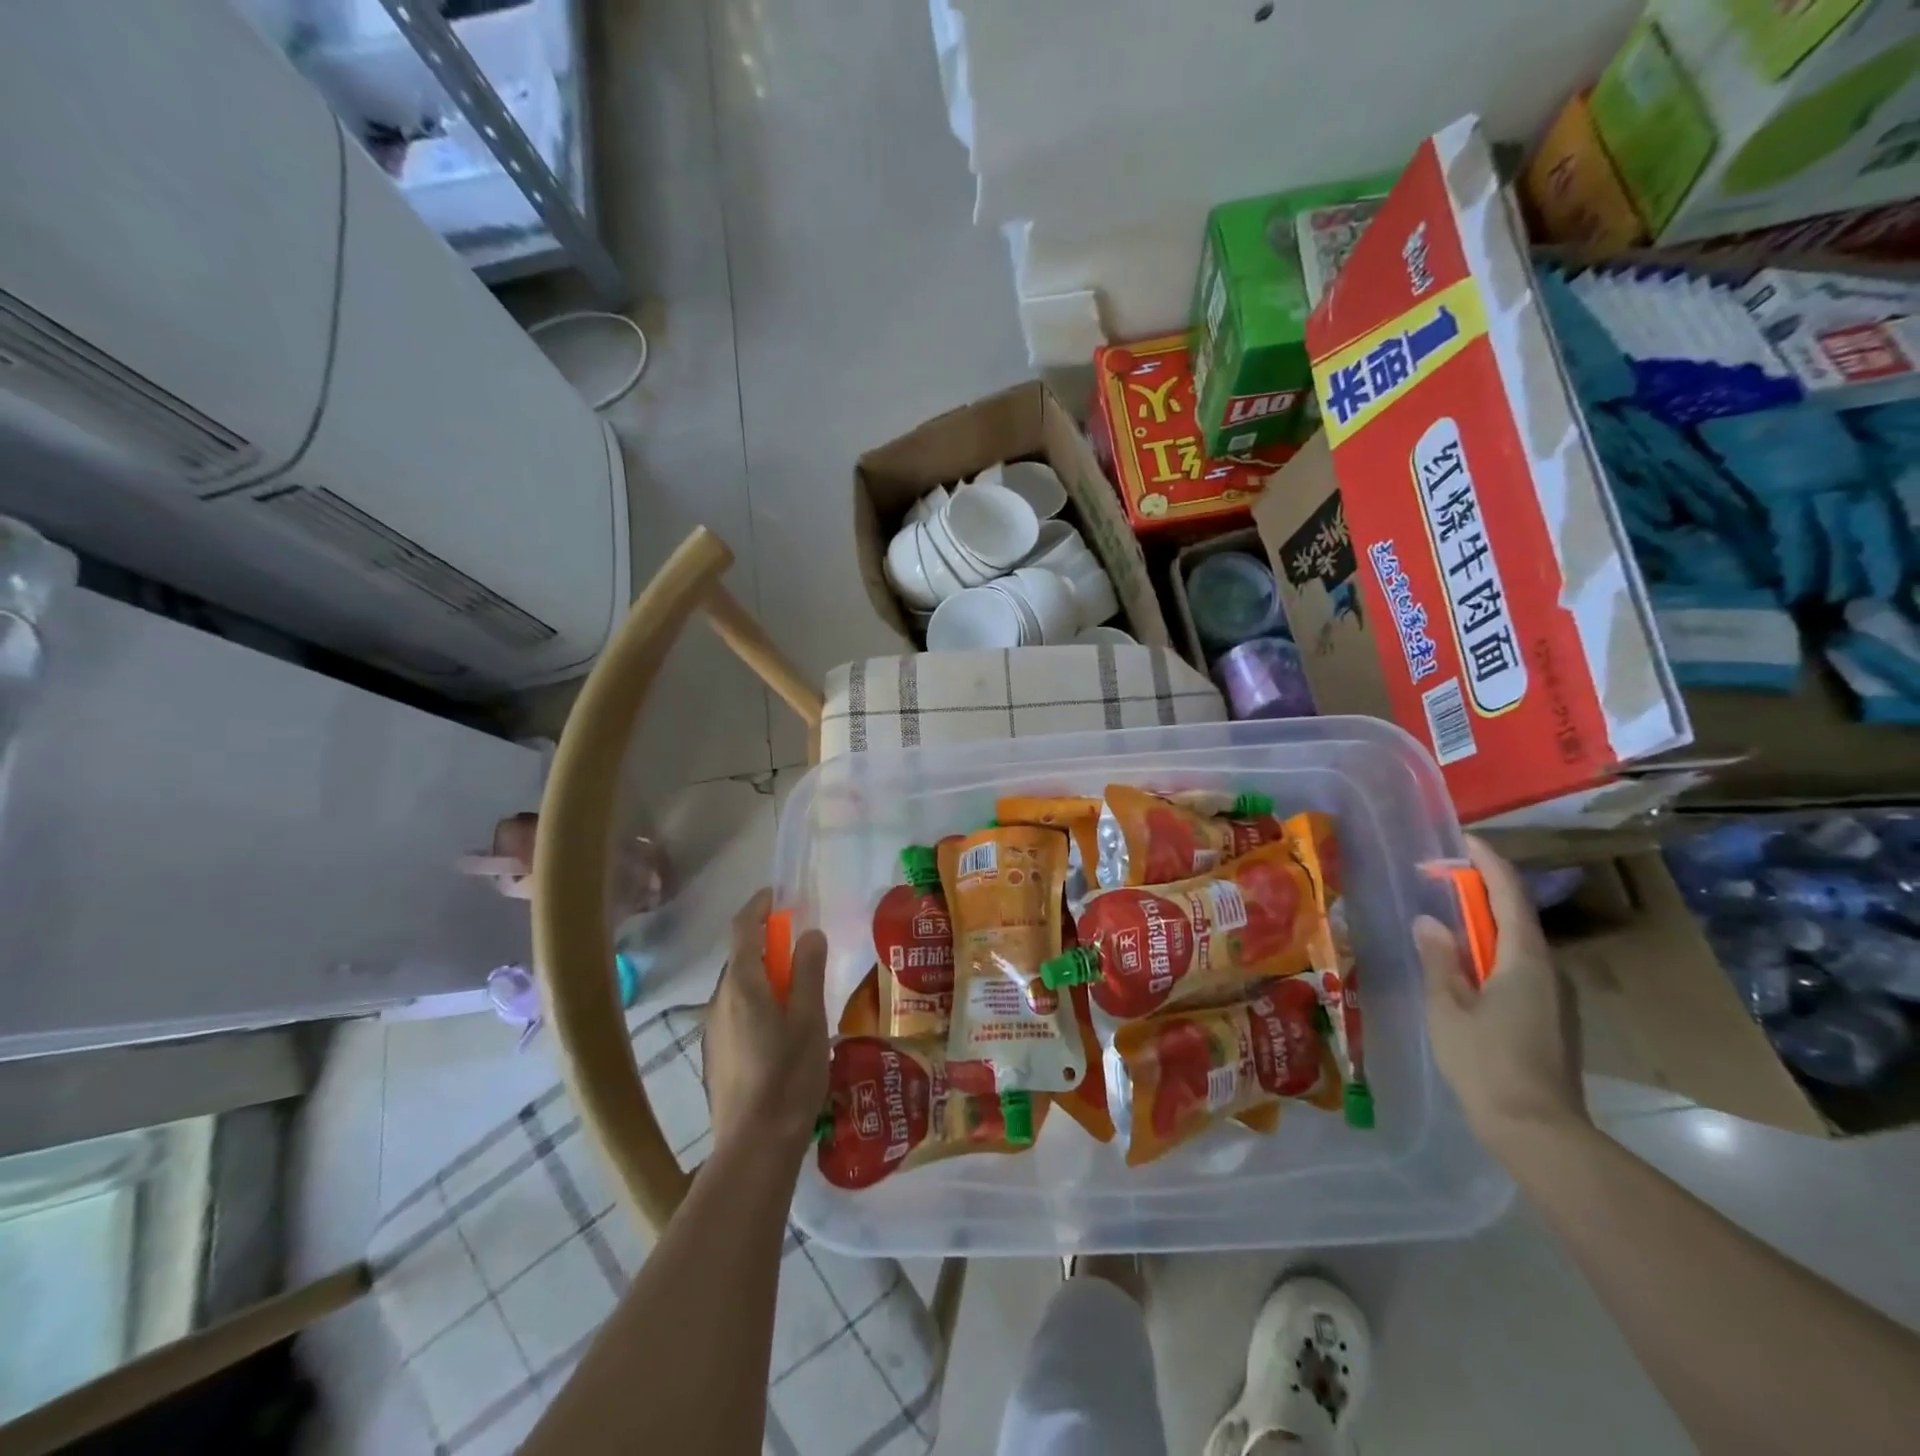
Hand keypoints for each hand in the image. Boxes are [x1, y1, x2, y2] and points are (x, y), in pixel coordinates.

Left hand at [704, 890, 828, 1161]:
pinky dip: (757, 1002)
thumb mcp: (809, 1018)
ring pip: (738, 988)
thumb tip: (808, 934)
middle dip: (768, 945)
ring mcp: (713, 1029)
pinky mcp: (716, 1054)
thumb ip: (807, 971)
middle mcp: (719, 1001)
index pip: (743, 929)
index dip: (759, 907)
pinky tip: (781, 1030)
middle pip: (740, 958)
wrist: (753, 1145)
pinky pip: (736, 1011)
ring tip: (798, 994)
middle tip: (801, 950)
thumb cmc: (788, 1075)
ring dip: (763, 976)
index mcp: (742, 986)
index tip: (777, 895)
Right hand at [1416, 838, 1586, 1146]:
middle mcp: (1546, 969)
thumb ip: (1439, 959)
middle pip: (1515, 914)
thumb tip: (1429, 921)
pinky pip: (1518, 965)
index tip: (1464, 841)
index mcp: (1524, 959)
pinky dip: (1490, 949)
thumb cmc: (1486, 1061)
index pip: (1508, 894)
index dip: (1487, 863)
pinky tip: (1464, 962)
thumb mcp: (1448, 1006)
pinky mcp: (1548, 1016)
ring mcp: (1552, 995)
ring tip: (1445, 915)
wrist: (1538, 1130)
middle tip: (1439, 878)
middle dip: (1480, 889)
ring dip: (1484, 921)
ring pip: (1517, 942)